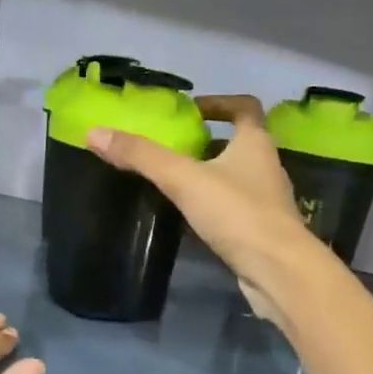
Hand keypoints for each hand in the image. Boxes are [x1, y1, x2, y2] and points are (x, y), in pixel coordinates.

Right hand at [86, 94, 329, 324]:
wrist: (278, 271)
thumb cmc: (237, 213)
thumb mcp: (183, 179)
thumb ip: (141, 156)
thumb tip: (94, 133)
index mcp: (255, 143)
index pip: (245, 107)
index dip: (220, 102)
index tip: (192, 110)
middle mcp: (266, 166)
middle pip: (239, 142)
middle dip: (208, 142)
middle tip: (172, 148)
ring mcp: (267, 200)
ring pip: (236, 177)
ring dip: (210, 174)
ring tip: (174, 182)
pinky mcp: (261, 230)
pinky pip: (234, 207)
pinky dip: (214, 205)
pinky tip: (190, 217)